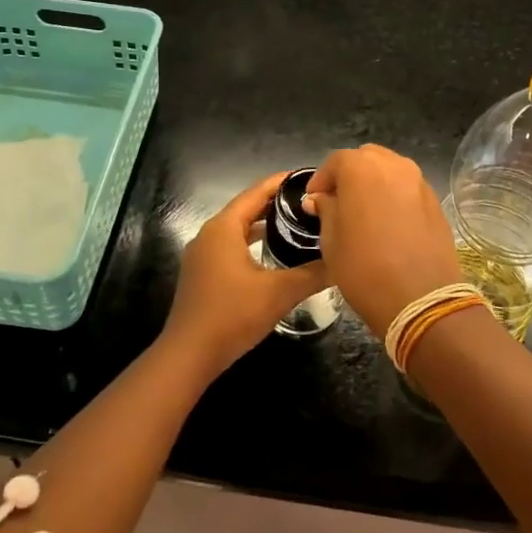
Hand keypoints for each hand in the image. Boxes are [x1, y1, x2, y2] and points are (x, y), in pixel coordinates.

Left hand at [162, 172, 330, 376]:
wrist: (189, 355)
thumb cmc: (232, 315)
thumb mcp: (279, 293)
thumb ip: (313, 273)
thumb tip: (342, 260)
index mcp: (224, 227)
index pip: (256, 192)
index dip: (282, 182)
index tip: (309, 177)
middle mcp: (209, 234)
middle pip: (246, 207)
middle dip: (276, 202)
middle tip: (310, 201)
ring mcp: (202, 254)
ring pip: (238, 228)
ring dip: (264, 223)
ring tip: (296, 223)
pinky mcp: (202, 273)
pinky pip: (231, 246)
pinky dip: (252, 242)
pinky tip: (272, 253)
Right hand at [305, 146, 462, 336]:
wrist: (420, 299)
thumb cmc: (364, 268)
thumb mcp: (331, 241)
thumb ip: (326, 210)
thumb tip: (321, 198)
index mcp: (362, 168)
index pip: (336, 161)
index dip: (321, 179)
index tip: (313, 200)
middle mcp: (394, 165)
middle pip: (366, 159)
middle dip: (350, 175)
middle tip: (338, 202)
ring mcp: (419, 182)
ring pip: (390, 170)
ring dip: (374, 183)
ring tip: (364, 211)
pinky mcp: (435, 201)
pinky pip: (408, 189)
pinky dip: (394, 196)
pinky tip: (388, 223)